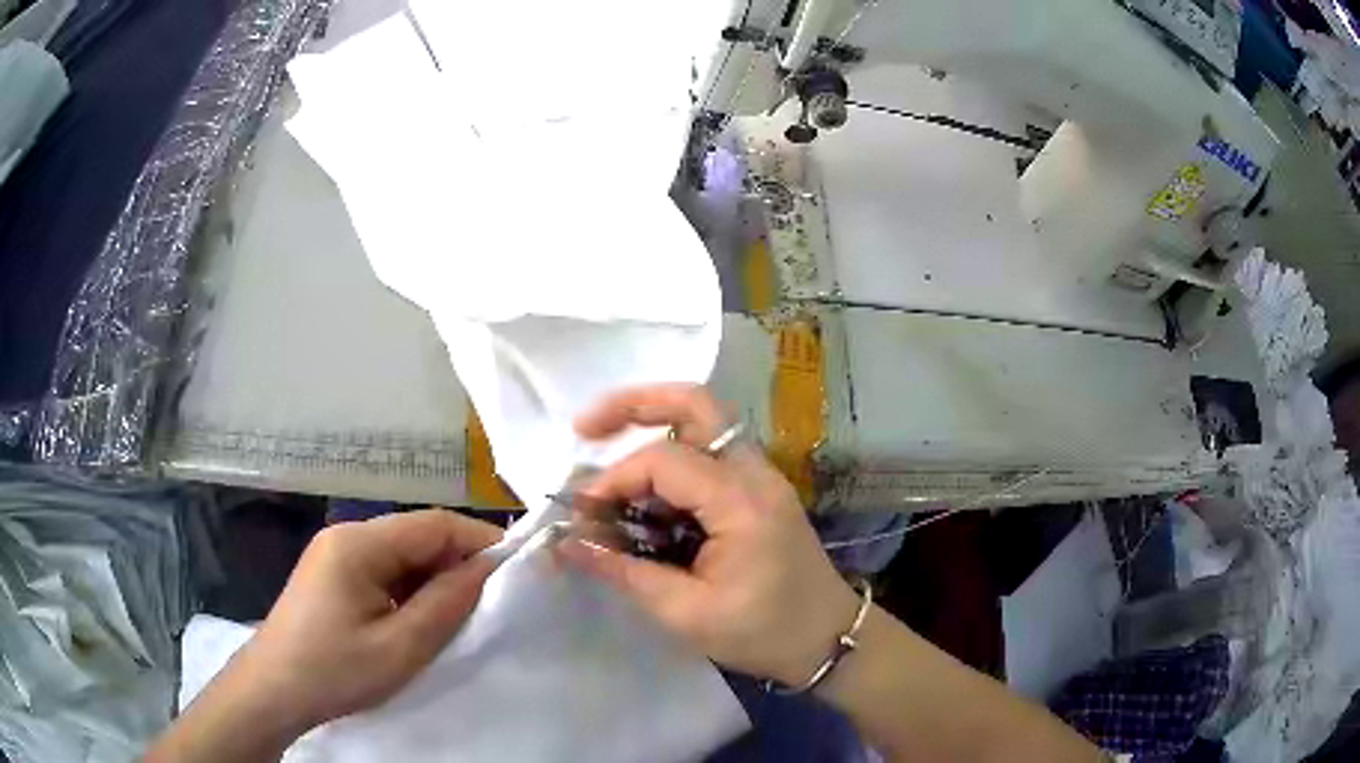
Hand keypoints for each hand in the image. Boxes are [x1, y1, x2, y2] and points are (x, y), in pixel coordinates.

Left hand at [240, 510, 502, 729]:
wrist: (273, 690)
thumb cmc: (334, 670)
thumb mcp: (399, 646)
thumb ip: (446, 603)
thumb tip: (487, 569)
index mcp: (359, 543)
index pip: (434, 524)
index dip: (479, 541)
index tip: (517, 571)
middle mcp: (346, 536)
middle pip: (416, 536)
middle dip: (457, 564)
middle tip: (491, 603)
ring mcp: (335, 554)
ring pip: (401, 555)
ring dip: (433, 580)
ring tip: (459, 617)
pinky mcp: (331, 575)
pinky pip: (383, 571)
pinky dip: (409, 590)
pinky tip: (418, 620)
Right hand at [559, 384, 858, 685]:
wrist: (828, 640)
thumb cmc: (763, 634)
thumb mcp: (687, 613)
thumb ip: (625, 572)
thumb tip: (568, 543)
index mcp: (741, 502)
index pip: (664, 461)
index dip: (614, 479)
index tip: (583, 513)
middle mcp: (755, 473)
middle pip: (694, 404)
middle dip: (634, 405)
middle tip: (586, 426)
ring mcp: (761, 476)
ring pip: (702, 422)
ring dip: (651, 426)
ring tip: (603, 450)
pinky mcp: (758, 490)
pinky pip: (709, 453)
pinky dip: (669, 459)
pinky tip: (643, 492)